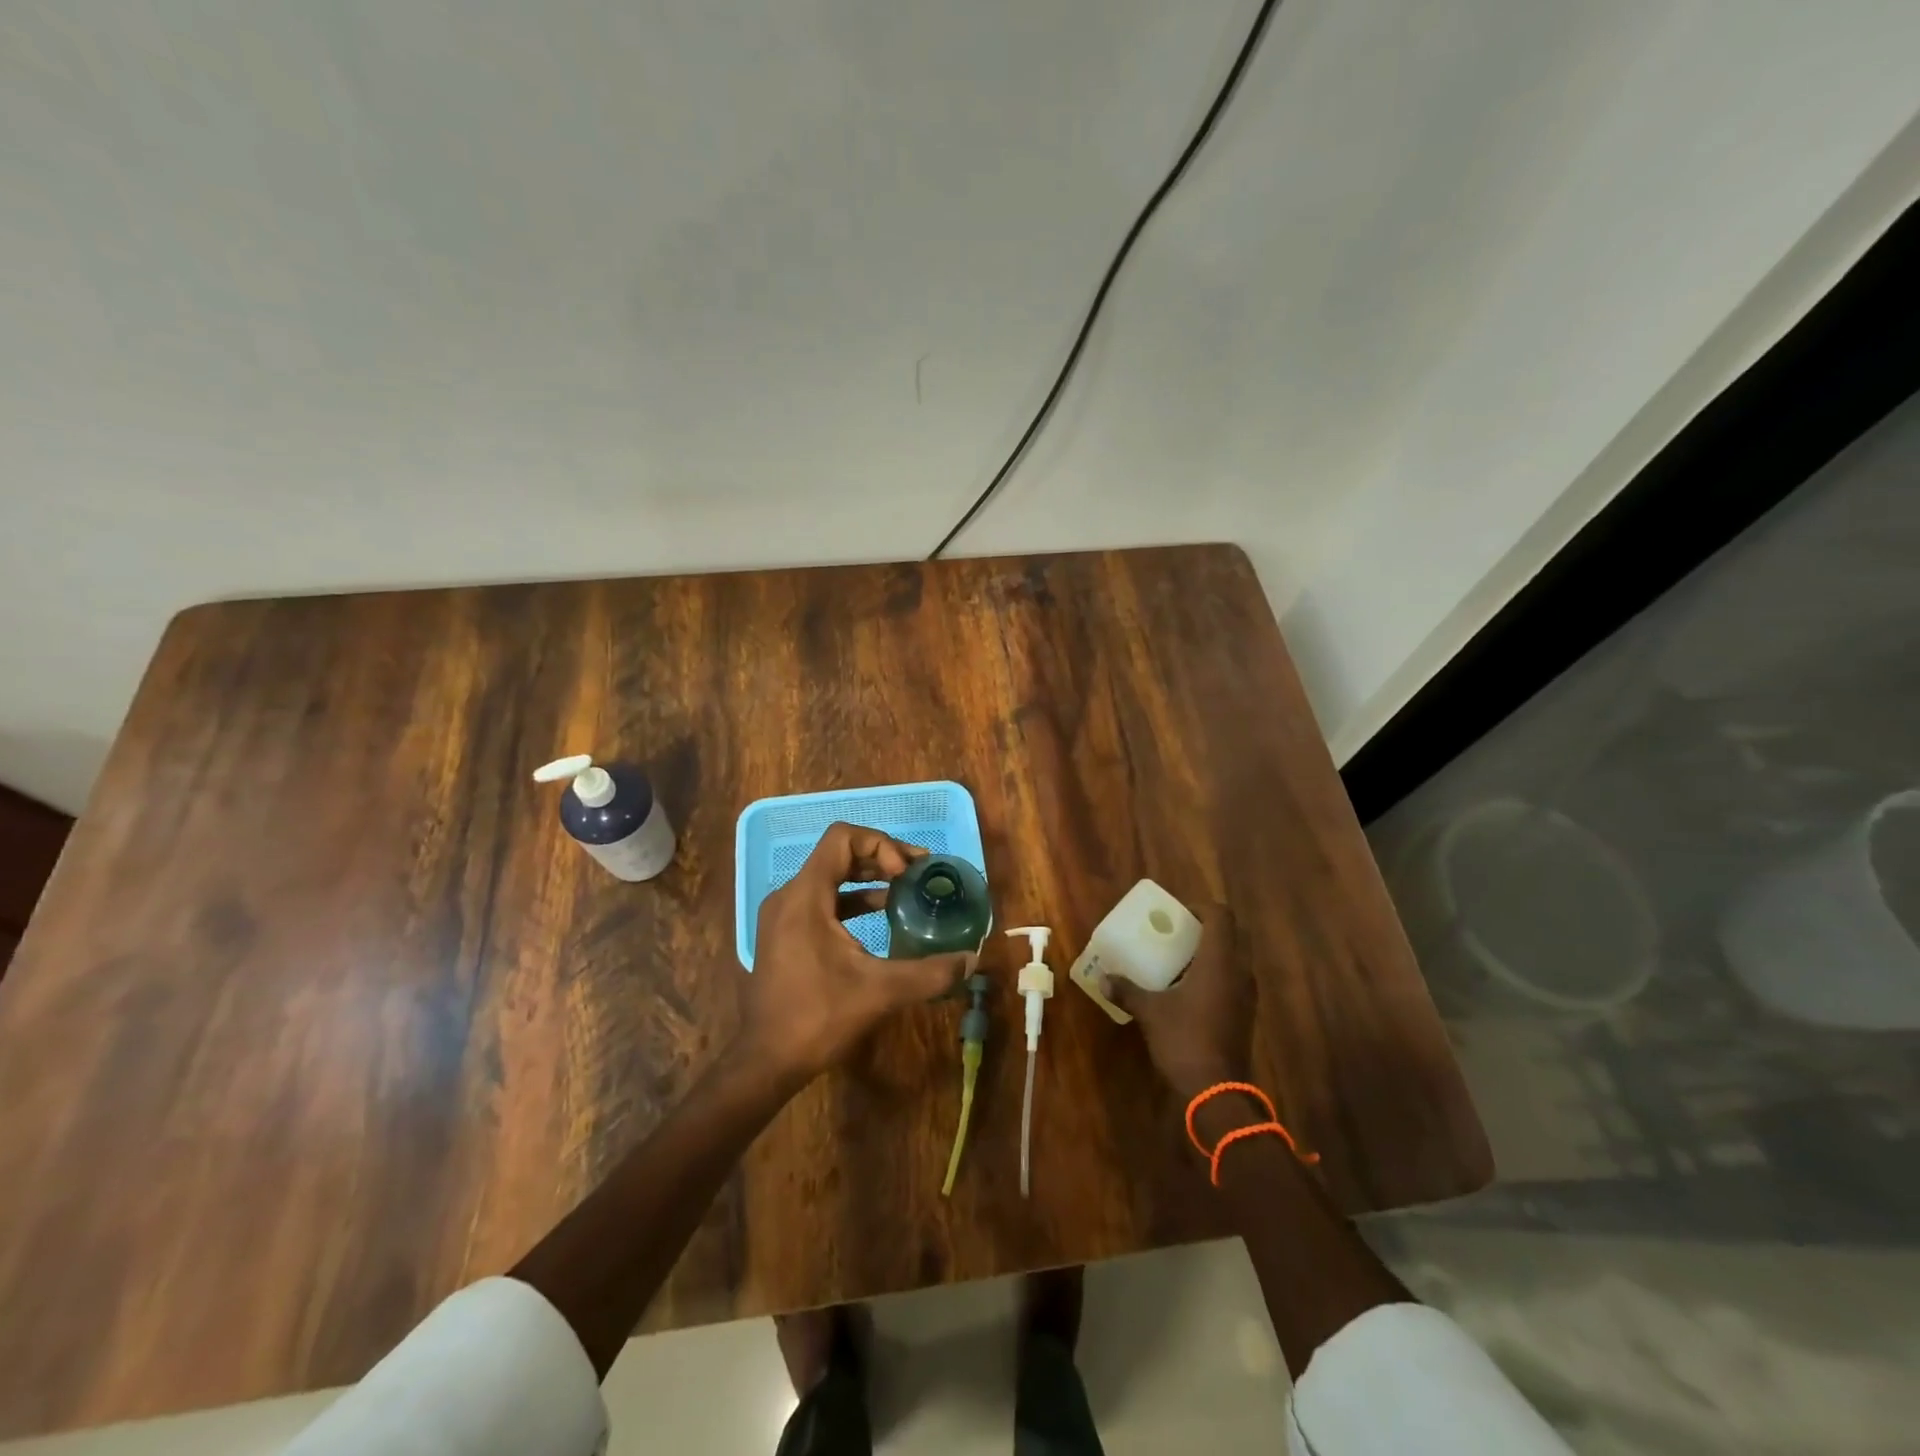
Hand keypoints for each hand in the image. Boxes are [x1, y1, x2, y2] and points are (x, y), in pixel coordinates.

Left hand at [742, 823, 972, 1080]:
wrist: (766, 1061)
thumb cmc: (818, 1017)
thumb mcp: (880, 991)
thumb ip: (929, 972)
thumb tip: (971, 960)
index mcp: (805, 896)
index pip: (842, 837)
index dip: (880, 845)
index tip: (905, 874)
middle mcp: (790, 895)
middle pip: (838, 853)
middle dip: (881, 857)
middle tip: (917, 873)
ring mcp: (783, 914)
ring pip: (830, 876)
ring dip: (868, 877)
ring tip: (905, 888)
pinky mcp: (785, 933)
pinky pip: (822, 899)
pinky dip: (852, 898)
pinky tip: (881, 913)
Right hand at [1110, 903, 1252, 1099]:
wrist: (1217, 1091)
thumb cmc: (1184, 1040)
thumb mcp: (1150, 1012)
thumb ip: (1127, 991)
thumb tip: (1103, 978)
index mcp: (1219, 961)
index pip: (1221, 916)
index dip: (1201, 908)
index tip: (1178, 915)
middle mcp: (1239, 971)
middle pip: (1234, 933)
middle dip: (1209, 928)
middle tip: (1180, 933)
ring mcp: (1247, 994)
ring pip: (1236, 958)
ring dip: (1214, 952)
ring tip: (1182, 959)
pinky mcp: (1246, 1013)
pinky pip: (1235, 979)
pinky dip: (1218, 974)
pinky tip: (1191, 989)